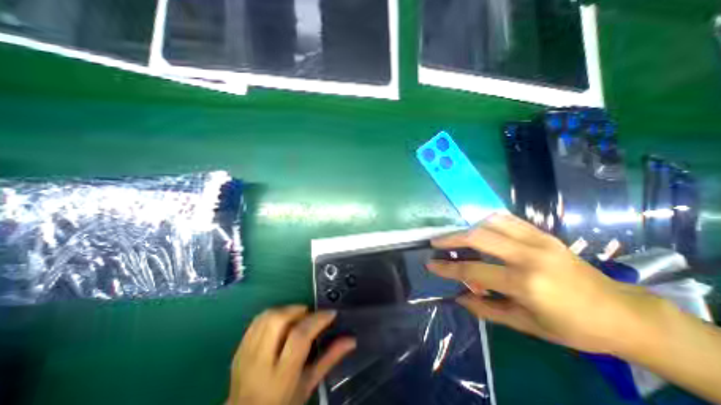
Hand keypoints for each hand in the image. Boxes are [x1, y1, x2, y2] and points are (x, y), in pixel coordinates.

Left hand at [227, 305, 353, 403]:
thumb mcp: (309, 385)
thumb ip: (330, 359)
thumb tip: (351, 340)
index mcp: (281, 377)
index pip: (299, 337)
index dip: (317, 320)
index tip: (330, 313)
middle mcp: (260, 363)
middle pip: (278, 320)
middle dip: (298, 310)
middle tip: (309, 315)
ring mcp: (246, 355)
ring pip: (266, 316)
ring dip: (286, 309)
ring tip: (297, 317)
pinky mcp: (239, 348)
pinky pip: (257, 320)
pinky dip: (273, 313)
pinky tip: (282, 321)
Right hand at [428, 214, 670, 355]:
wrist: (621, 312)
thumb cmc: (573, 326)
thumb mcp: (526, 325)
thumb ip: (487, 310)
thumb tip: (459, 297)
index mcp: (525, 284)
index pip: (474, 270)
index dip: (448, 268)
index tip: (430, 264)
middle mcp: (529, 256)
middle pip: (478, 237)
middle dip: (452, 238)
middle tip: (436, 243)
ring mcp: (538, 240)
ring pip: (491, 222)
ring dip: (468, 227)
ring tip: (456, 236)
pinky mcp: (543, 233)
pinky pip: (508, 219)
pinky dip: (487, 220)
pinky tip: (479, 227)